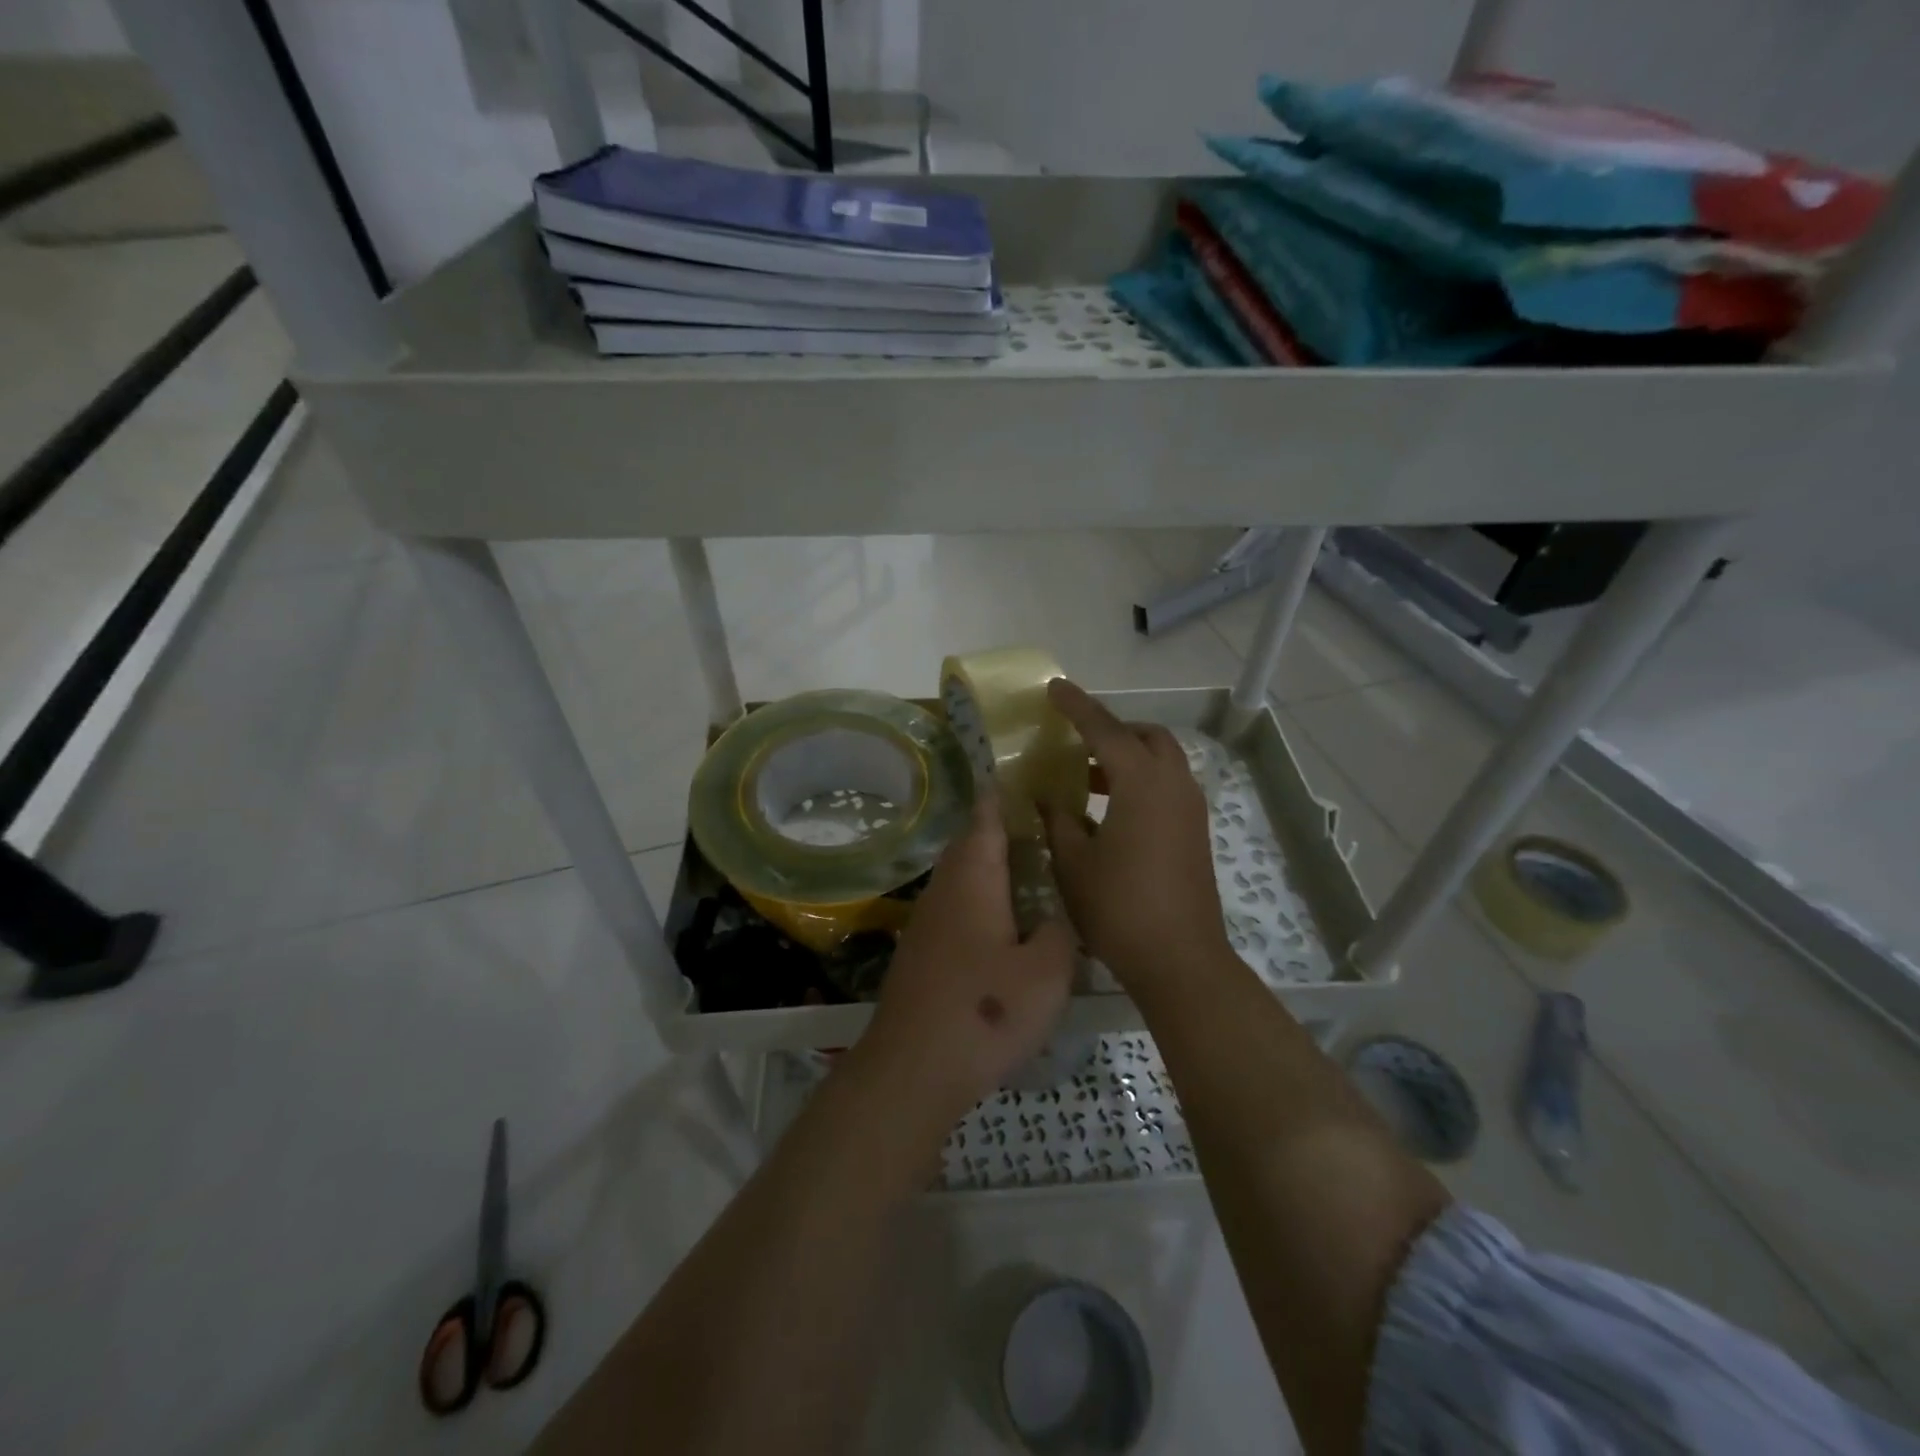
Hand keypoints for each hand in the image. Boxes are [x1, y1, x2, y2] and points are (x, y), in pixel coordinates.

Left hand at [856, 795, 1075, 1123]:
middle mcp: (945, 888)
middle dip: (1004, 830)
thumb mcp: (1048, 971)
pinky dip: (983, 900)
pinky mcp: (922, 951)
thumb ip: (1058, 931)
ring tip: (1034, 873)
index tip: (1033, 777)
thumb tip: (1052, 916)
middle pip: (972, 842)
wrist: (912, 1068)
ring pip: (963, 876)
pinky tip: (1006, 925)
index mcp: (974, 877)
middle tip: (1047, 829)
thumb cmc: (986, 1010)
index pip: (987, 816)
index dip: (1007, 793)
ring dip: (993, 867)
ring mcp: (927, 920)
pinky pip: (957, 906)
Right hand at [1041, 679, 1231, 994]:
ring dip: (1127, 758)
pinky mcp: (1195, 831)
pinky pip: (1167, 786)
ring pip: (1161, 761)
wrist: (1179, 958)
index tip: (1055, 687)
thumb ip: (1058, 819)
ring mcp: (1190, 808)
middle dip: (1113, 729)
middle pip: (1146, 736)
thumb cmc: (1119, 906)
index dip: (1077, 706)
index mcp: (1141, 782)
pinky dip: (1140, 781)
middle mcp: (1173, 784)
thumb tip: (1047, 797)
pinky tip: (1110, 810)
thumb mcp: (1074, 861)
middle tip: (1077, 741)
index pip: (1104, 729)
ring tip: (1086, 777)